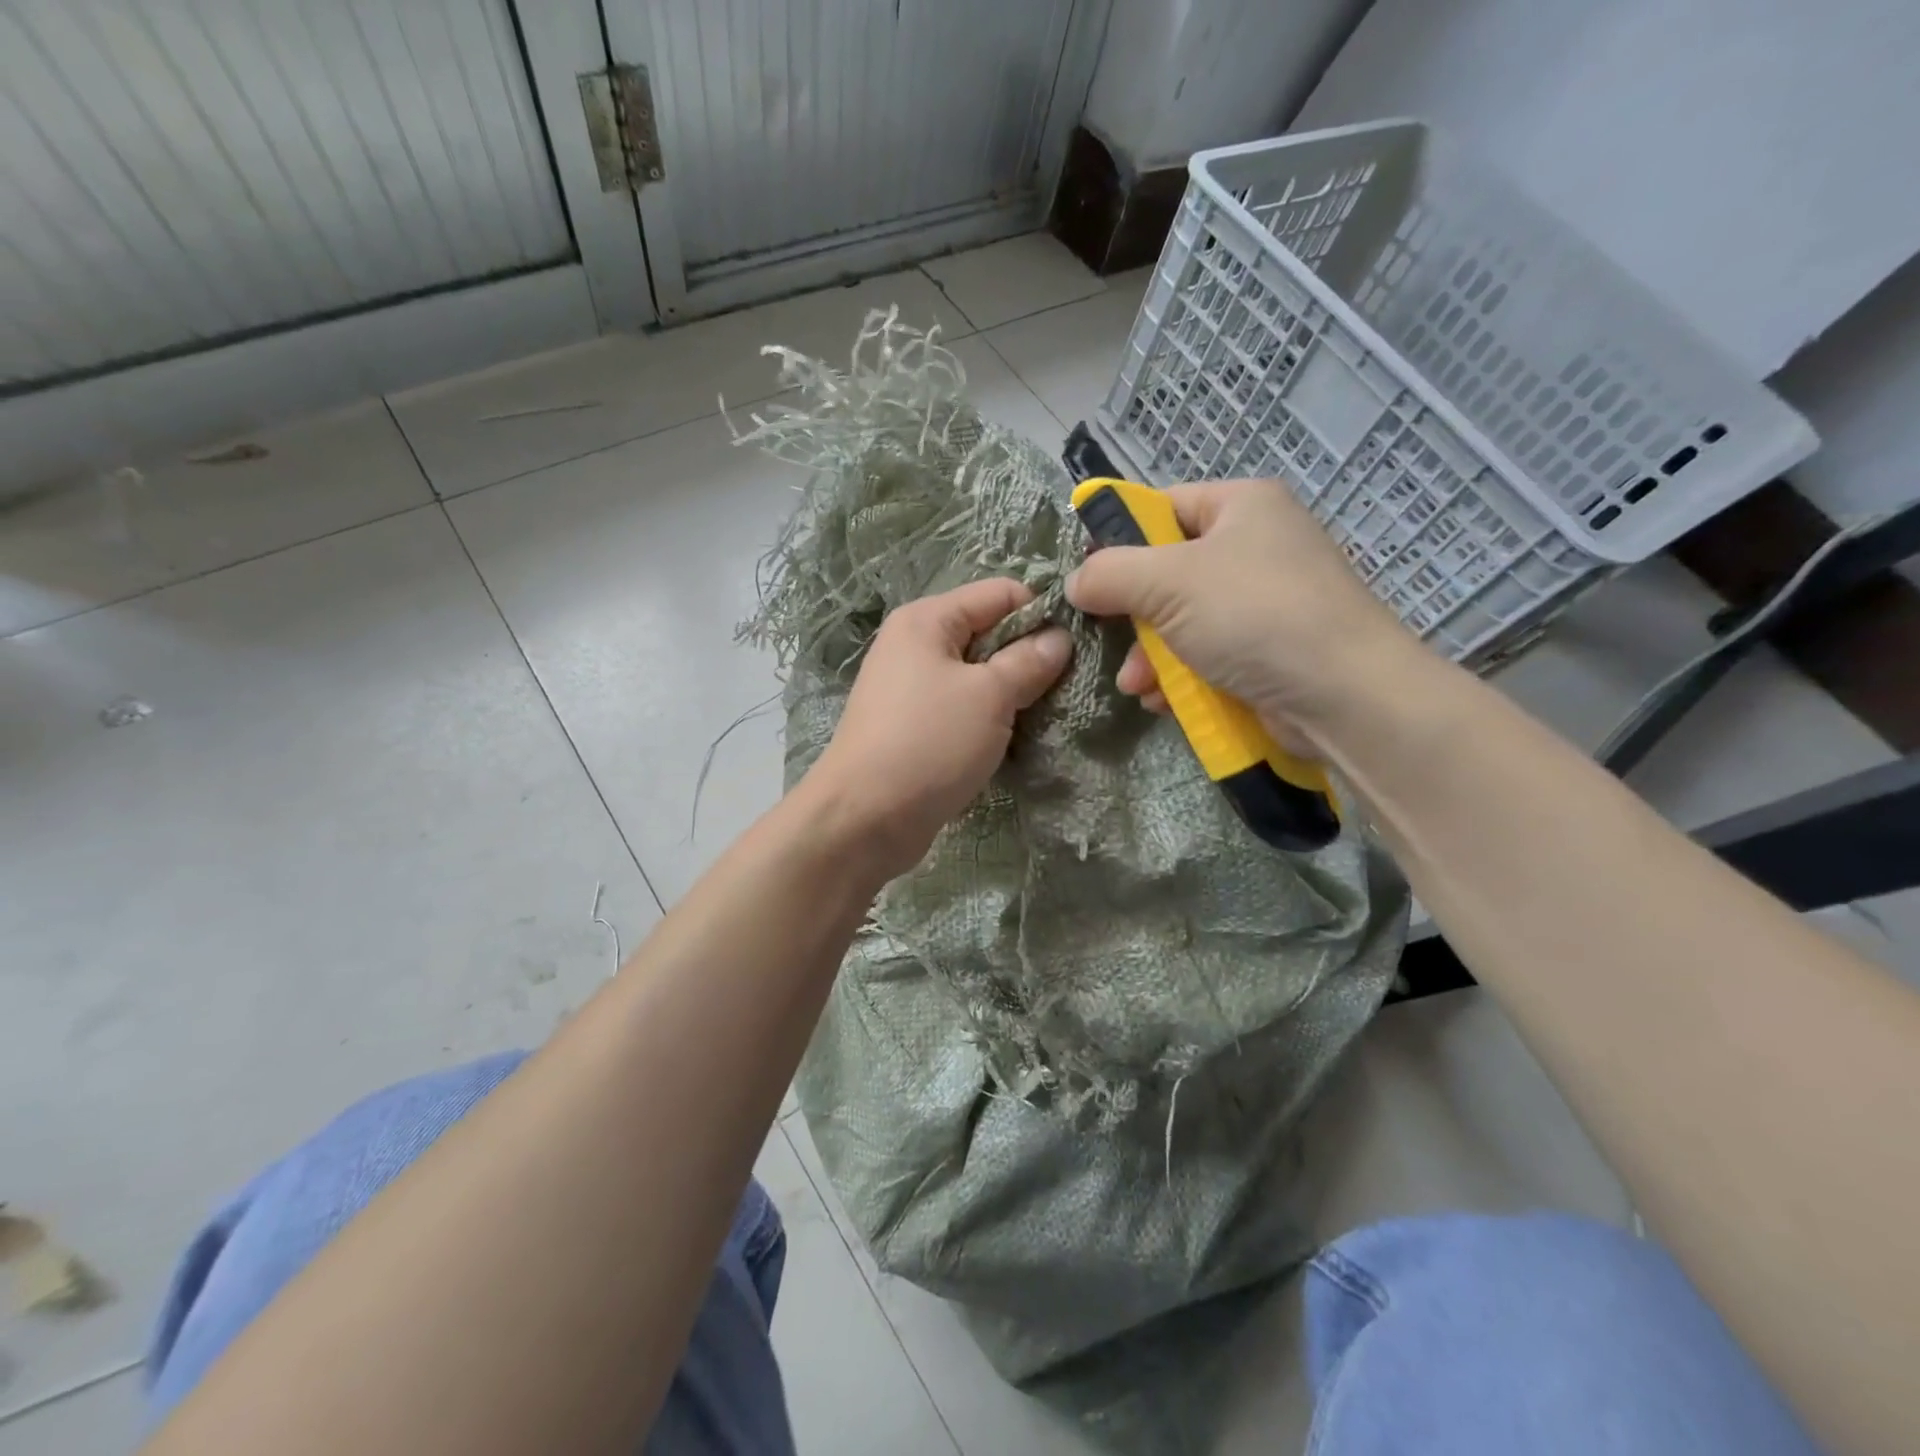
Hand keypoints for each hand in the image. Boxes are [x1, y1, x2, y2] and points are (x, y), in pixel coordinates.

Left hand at [803, 578, 1071, 878]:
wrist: (863, 819)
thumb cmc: (928, 743)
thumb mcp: (989, 696)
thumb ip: (1029, 661)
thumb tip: (1060, 638)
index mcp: (927, 620)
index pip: (1000, 594)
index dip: (1042, 614)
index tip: (1078, 648)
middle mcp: (914, 645)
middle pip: (989, 633)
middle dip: (1029, 657)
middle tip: (1067, 688)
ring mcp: (911, 689)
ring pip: (978, 676)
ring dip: (1012, 693)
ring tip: (1046, 716)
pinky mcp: (914, 727)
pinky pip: (963, 709)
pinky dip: (989, 719)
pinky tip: (1014, 739)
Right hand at [1064, 478, 1419, 734]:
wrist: (1343, 696)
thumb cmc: (1254, 616)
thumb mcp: (1168, 582)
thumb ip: (1109, 574)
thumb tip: (1075, 582)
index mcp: (1240, 506)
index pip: (1161, 508)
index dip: (1118, 541)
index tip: (1087, 579)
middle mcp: (1254, 546)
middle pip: (1166, 572)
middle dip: (1133, 616)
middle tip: (1107, 640)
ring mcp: (1263, 602)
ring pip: (1180, 621)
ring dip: (1150, 656)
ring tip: (1137, 685)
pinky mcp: (1266, 651)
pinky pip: (1205, 654)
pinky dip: (1180, 677)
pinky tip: (1164, 701)